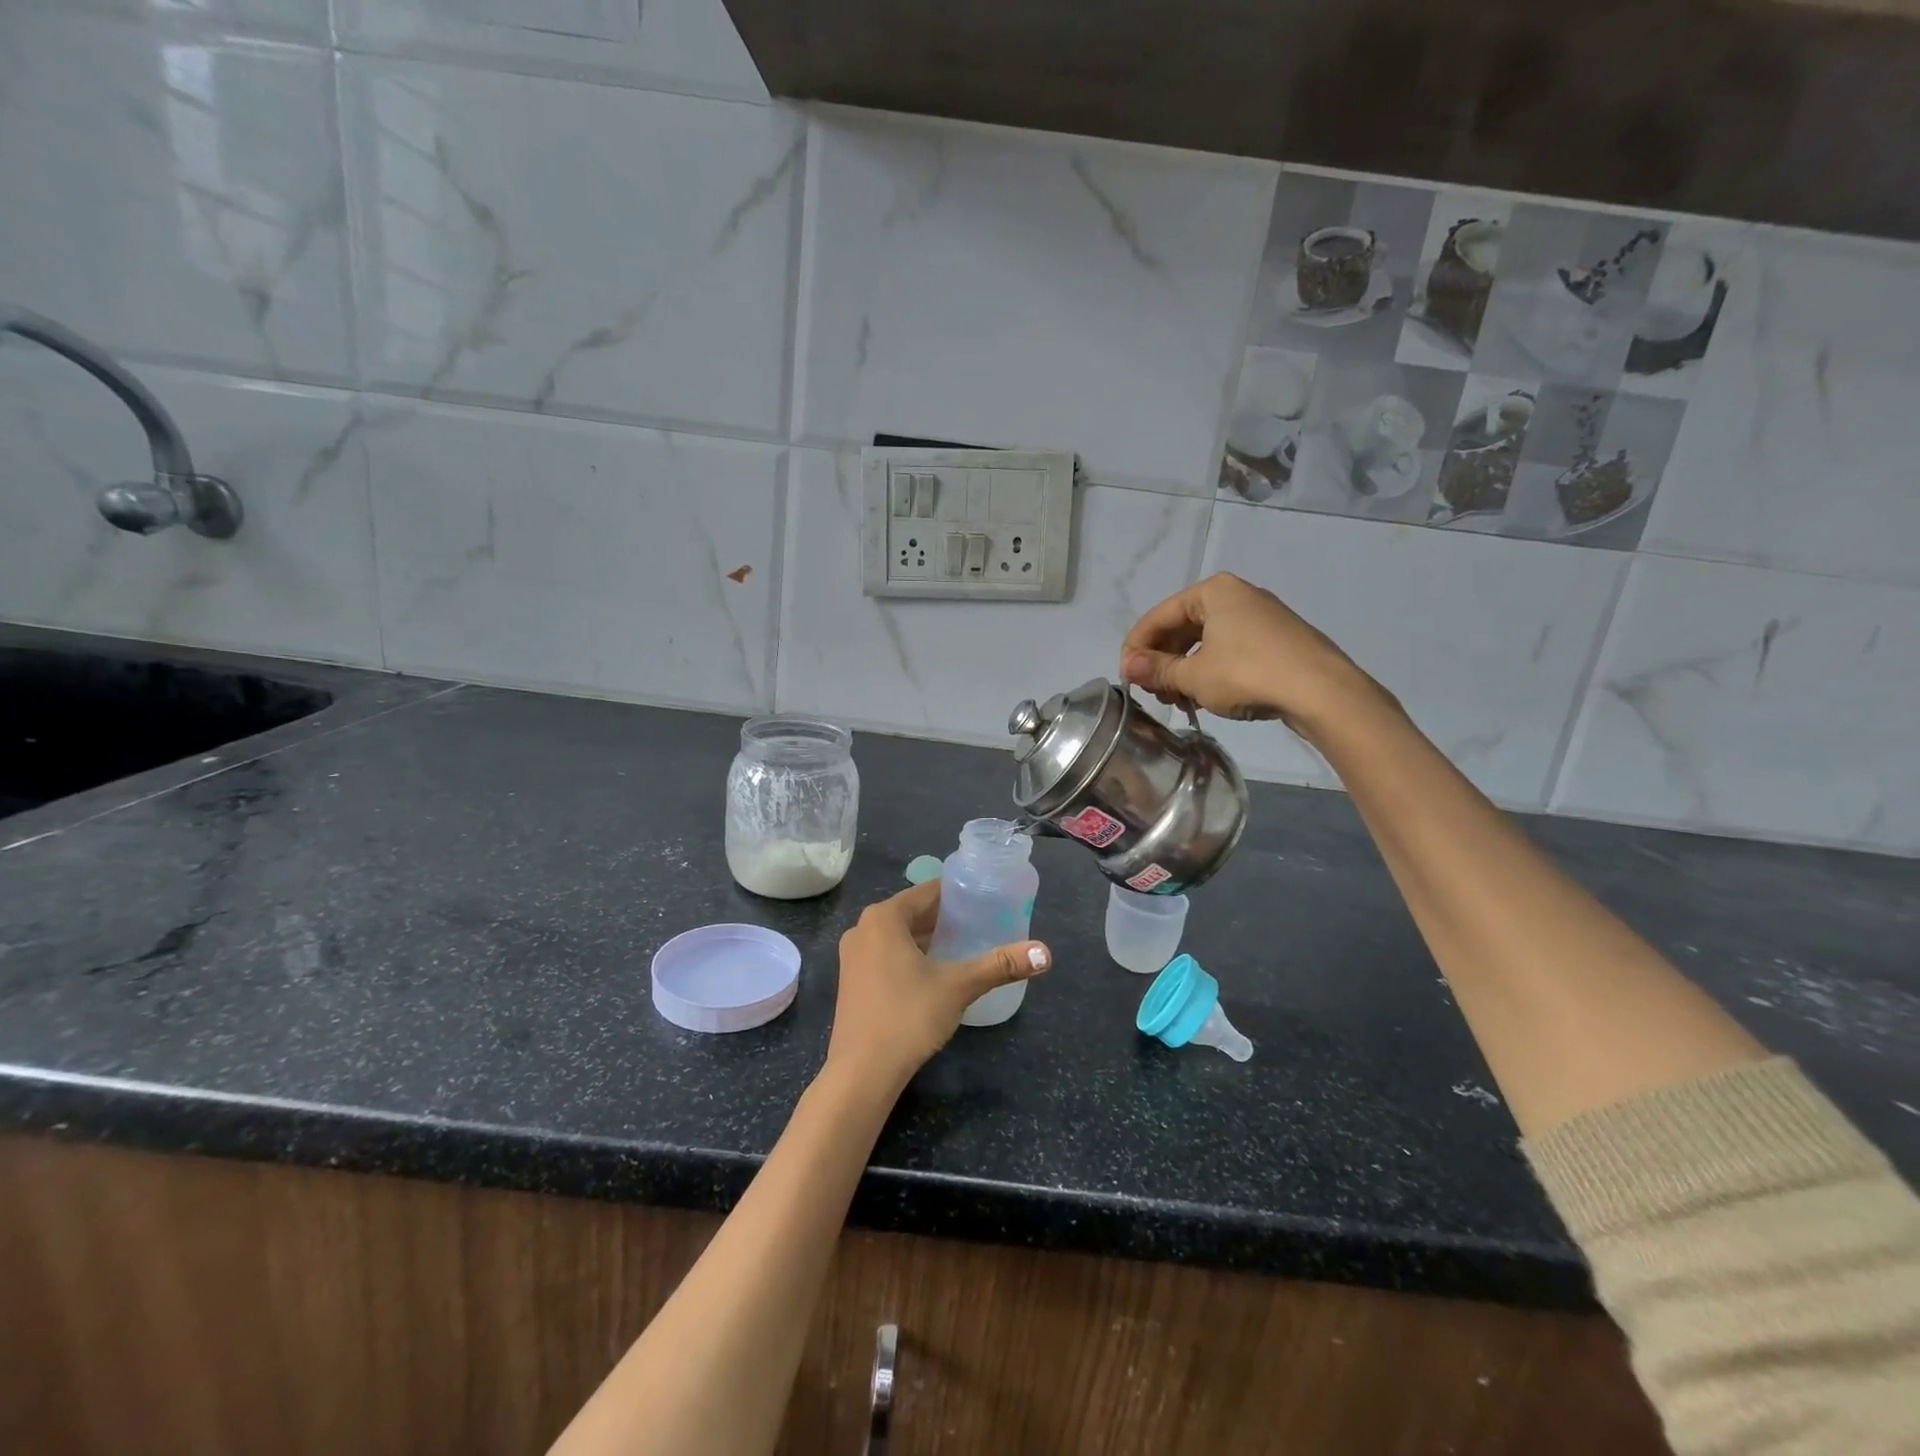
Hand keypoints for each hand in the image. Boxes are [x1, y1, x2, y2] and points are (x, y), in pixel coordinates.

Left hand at [827, 880, 1049, 1093]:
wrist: (862, 1073)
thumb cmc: (908, 1016)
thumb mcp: (959, 986)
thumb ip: (1000, 965)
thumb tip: (1045, 953)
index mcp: (884, 917)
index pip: (928, 891)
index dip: (960, 894)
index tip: (988, 899)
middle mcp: (863, 928)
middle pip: (913, 912)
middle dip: (947, 918)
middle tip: (983, 923)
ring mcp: (853, 956)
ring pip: (900, 935)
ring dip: (929, 938)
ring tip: (966, 945)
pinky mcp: (853, 981)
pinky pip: (887, 954)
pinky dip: (911, 956)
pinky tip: (936, 971)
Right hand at [1120, 572, 1380, 734]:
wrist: (1323, 692)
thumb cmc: (1249, 674)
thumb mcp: (1194, 676)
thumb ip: (1157, 669)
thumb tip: (1128, 667)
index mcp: (1212, 591)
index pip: (1158, 616)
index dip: (1136, 648)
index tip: (1126, 678)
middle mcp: (1236, 595)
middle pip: (1182, 626)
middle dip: (1162, 660)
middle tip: (1153, 692)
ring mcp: (1260, 616)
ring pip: (1205, 640)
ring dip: (1184, 669)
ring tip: (1178, 700)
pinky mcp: (1276, 639)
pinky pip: (1229, 649)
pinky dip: (1209, 669)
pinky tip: (1205, 695)